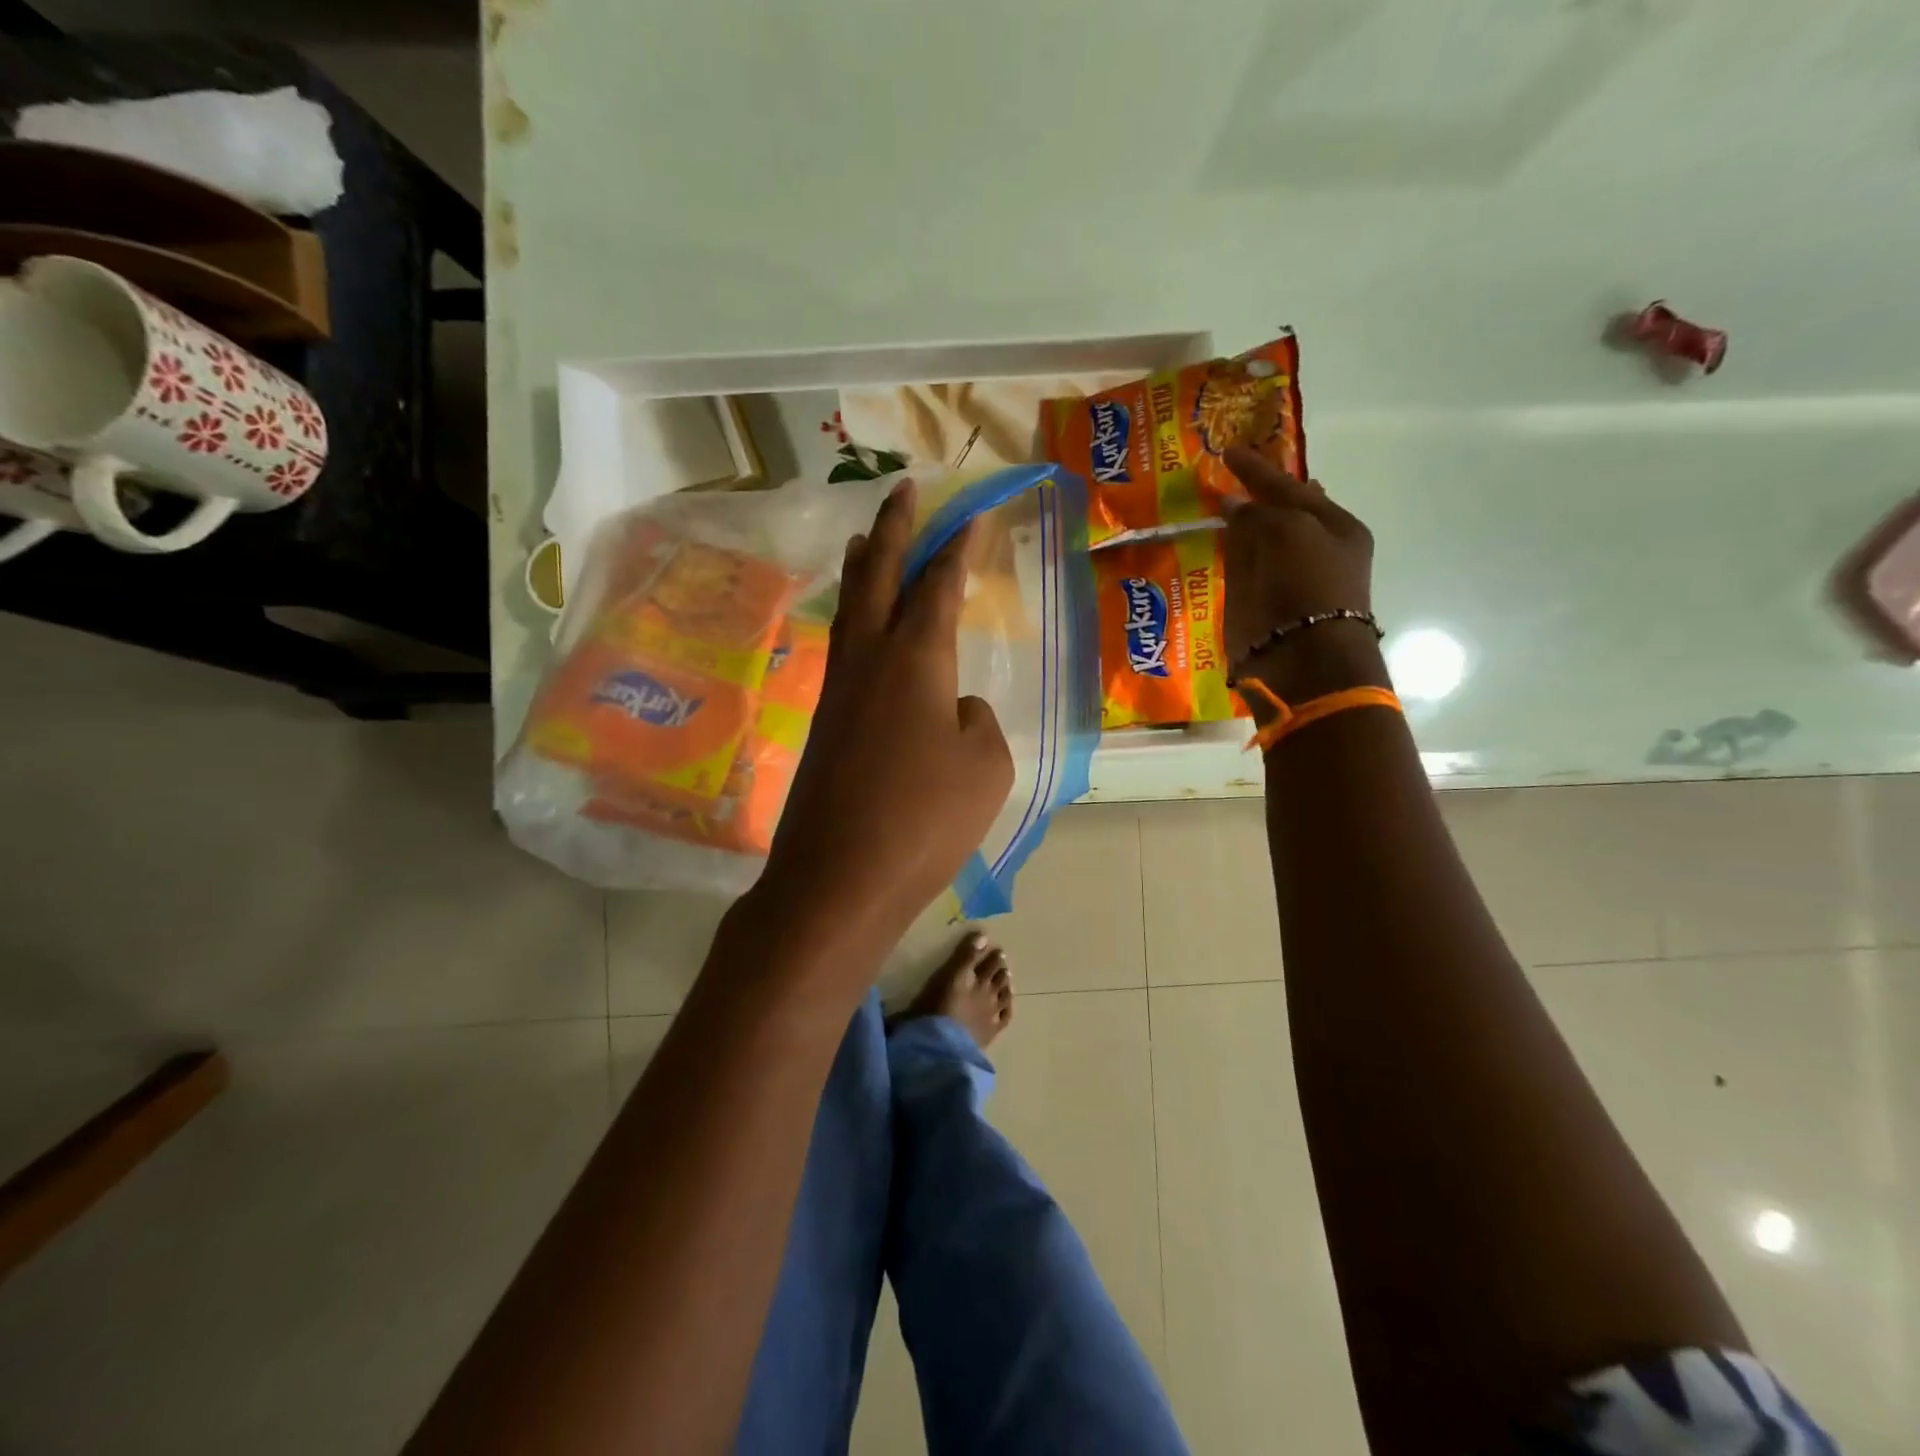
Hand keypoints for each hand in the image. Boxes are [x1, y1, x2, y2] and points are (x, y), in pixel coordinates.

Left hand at [757, 480, 1013, 959]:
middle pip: (878, 576)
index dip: (957, 546)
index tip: (971, 514)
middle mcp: (869, 660)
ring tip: (866, 539)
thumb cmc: (924, 820)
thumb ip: (976, 721)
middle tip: (903, 490)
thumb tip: (952, 708)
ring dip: (863, 569)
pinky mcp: (824, 725)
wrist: (838, 879)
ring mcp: (839, 692)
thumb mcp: (986, 767)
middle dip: (893, 529)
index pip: (939, 585)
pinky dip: (856, 620)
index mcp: (915, 660)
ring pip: (852, 611)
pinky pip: (844, 651)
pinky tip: (863, 630)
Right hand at [1221, 447, 1385, 704]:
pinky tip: (1211, 542)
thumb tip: (1232, 505)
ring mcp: (1283, 578)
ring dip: (1238, 525)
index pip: (1292, 487)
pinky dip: (1225, 555)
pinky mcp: (1258, 603)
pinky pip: (1238, 569)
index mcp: (1335, 527)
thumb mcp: (1289, 531)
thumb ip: (1259, 512)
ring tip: (1212, 504)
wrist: (1301, 656)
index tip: (1229, 452)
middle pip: (1277, 513)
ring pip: (1256, 541)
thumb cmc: (1307, 585)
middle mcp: (1312, 549)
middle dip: (1254, 496)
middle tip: (1225, 476)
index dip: (1259, 469)